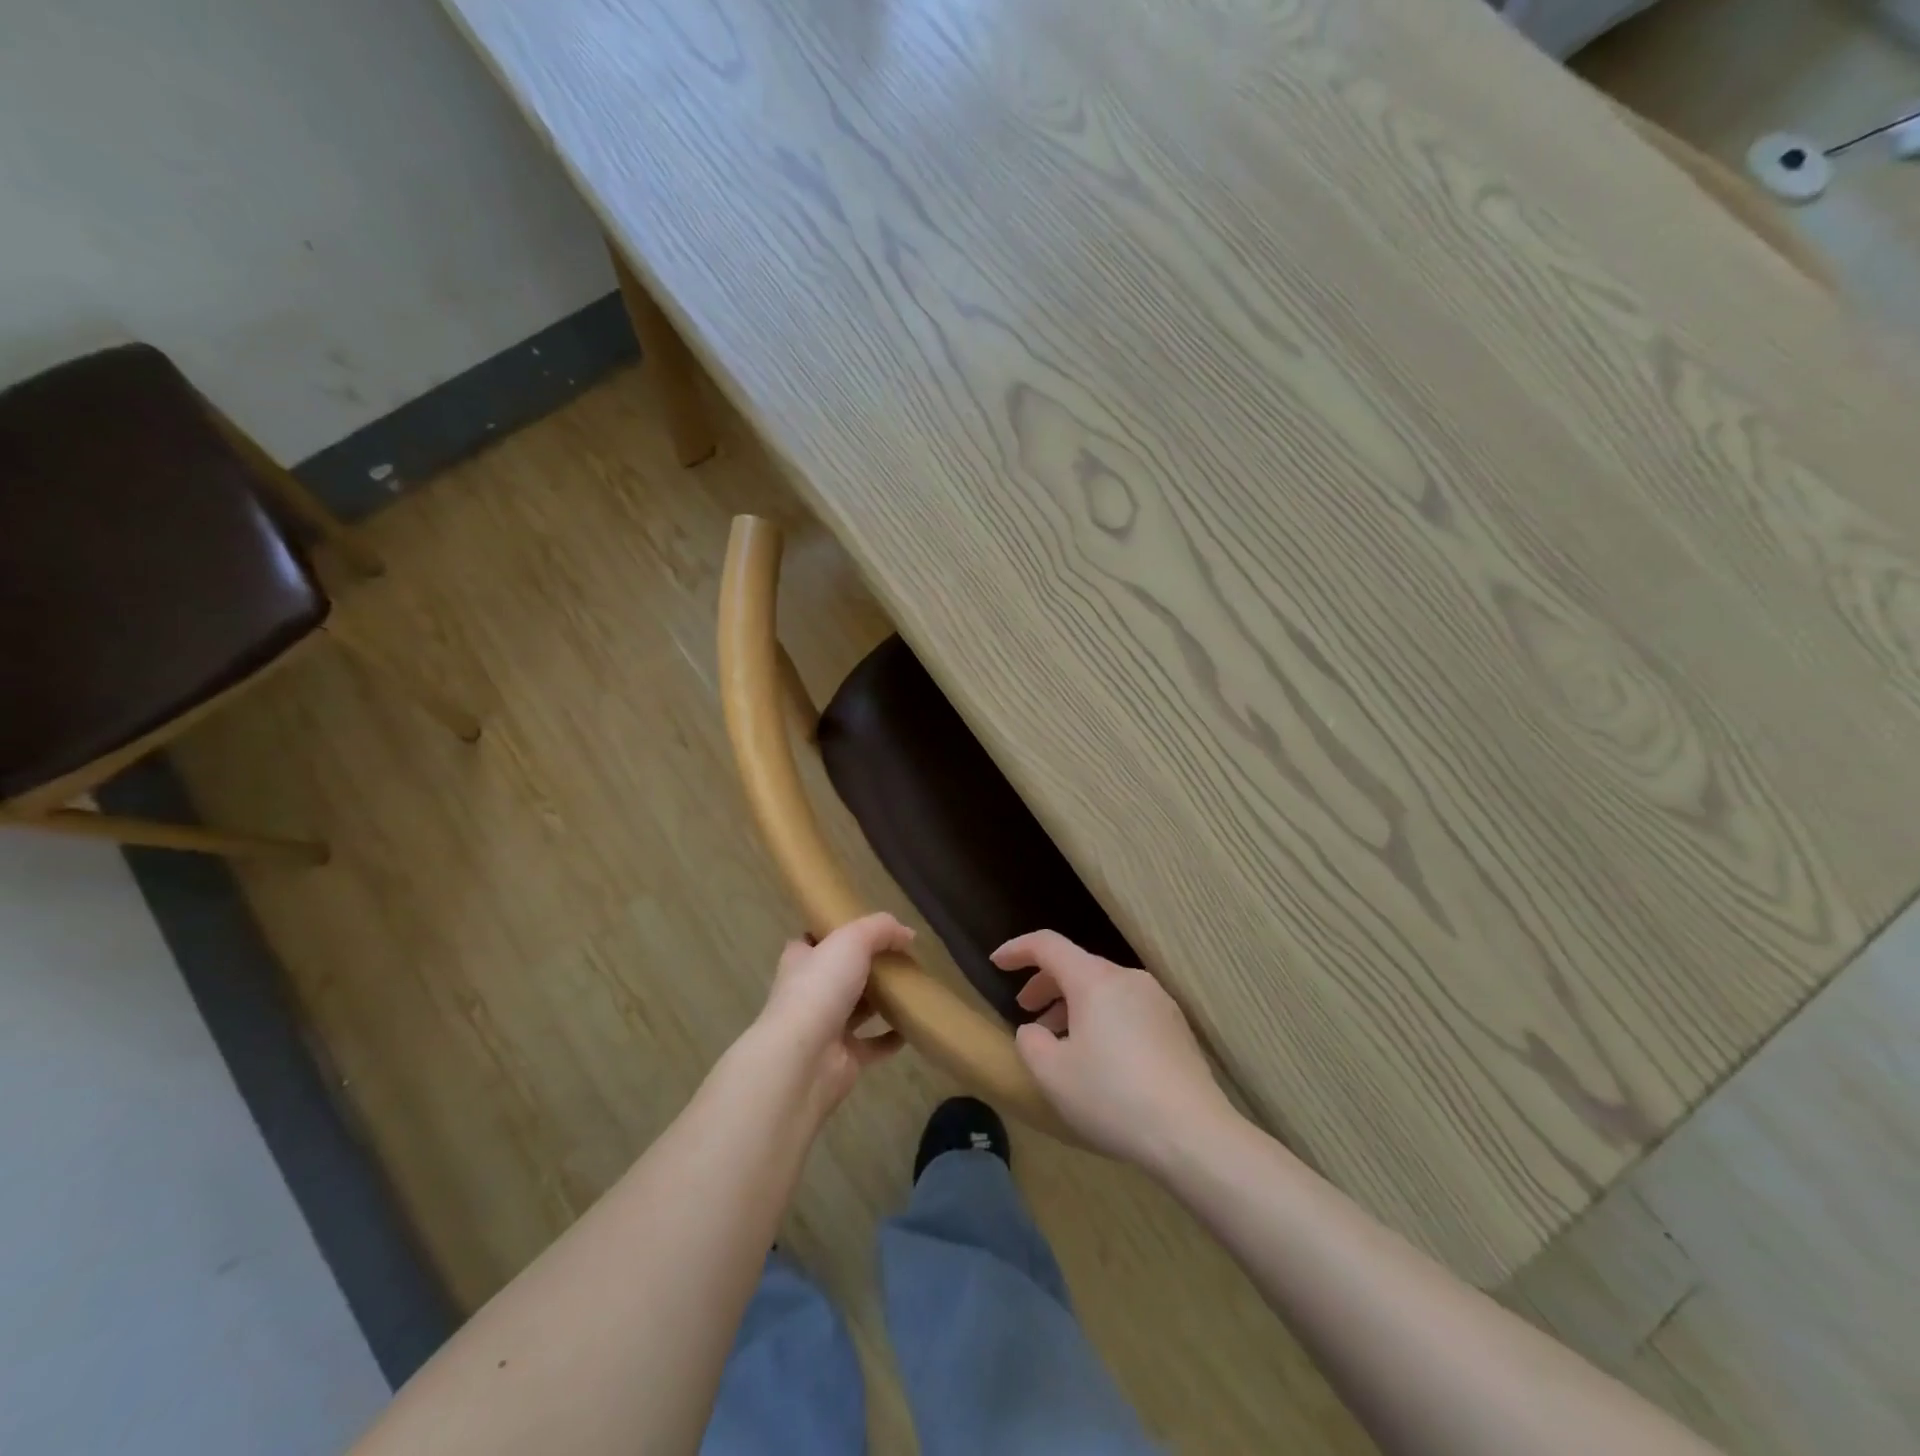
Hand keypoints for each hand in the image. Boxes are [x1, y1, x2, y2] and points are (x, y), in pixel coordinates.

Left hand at [751, 912, 909, 1117]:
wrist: (804, 1058)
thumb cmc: (820, 988)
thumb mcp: (852, 939)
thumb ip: (881, 929)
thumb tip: (907, 934)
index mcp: (800, 961)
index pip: (812, 941)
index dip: (834, 933)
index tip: (863, 929)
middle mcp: (808, 993)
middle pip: (839, 975)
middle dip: (864, 968)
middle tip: (898, 959)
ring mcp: (824, 1028)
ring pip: (856, 1010)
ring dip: (879, 1002)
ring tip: (910, 989)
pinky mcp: (843, 1058)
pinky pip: (872, 1045)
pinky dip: (891, 1038)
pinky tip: (911, 1027)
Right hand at [992, 930, 1237, 1169]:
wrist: (1193, 1133)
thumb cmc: (1113, 1098)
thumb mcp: (1052, 1075)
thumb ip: (1030, 1042)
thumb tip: (1035, 1030)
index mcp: (1094, 980)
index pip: (1047, 945)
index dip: (1017, 950)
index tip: (996, 963)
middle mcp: (1127, 978)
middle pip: (1077, 966)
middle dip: (1045, 984)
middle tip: (1025, 1011)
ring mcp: (1157, 1000)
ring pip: (1103, 988)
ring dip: (1074, 1005)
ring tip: (1060, 1042)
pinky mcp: (1175, 1026)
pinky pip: (1126, 1007)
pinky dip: (1102, 1018)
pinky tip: (1099, 1057)